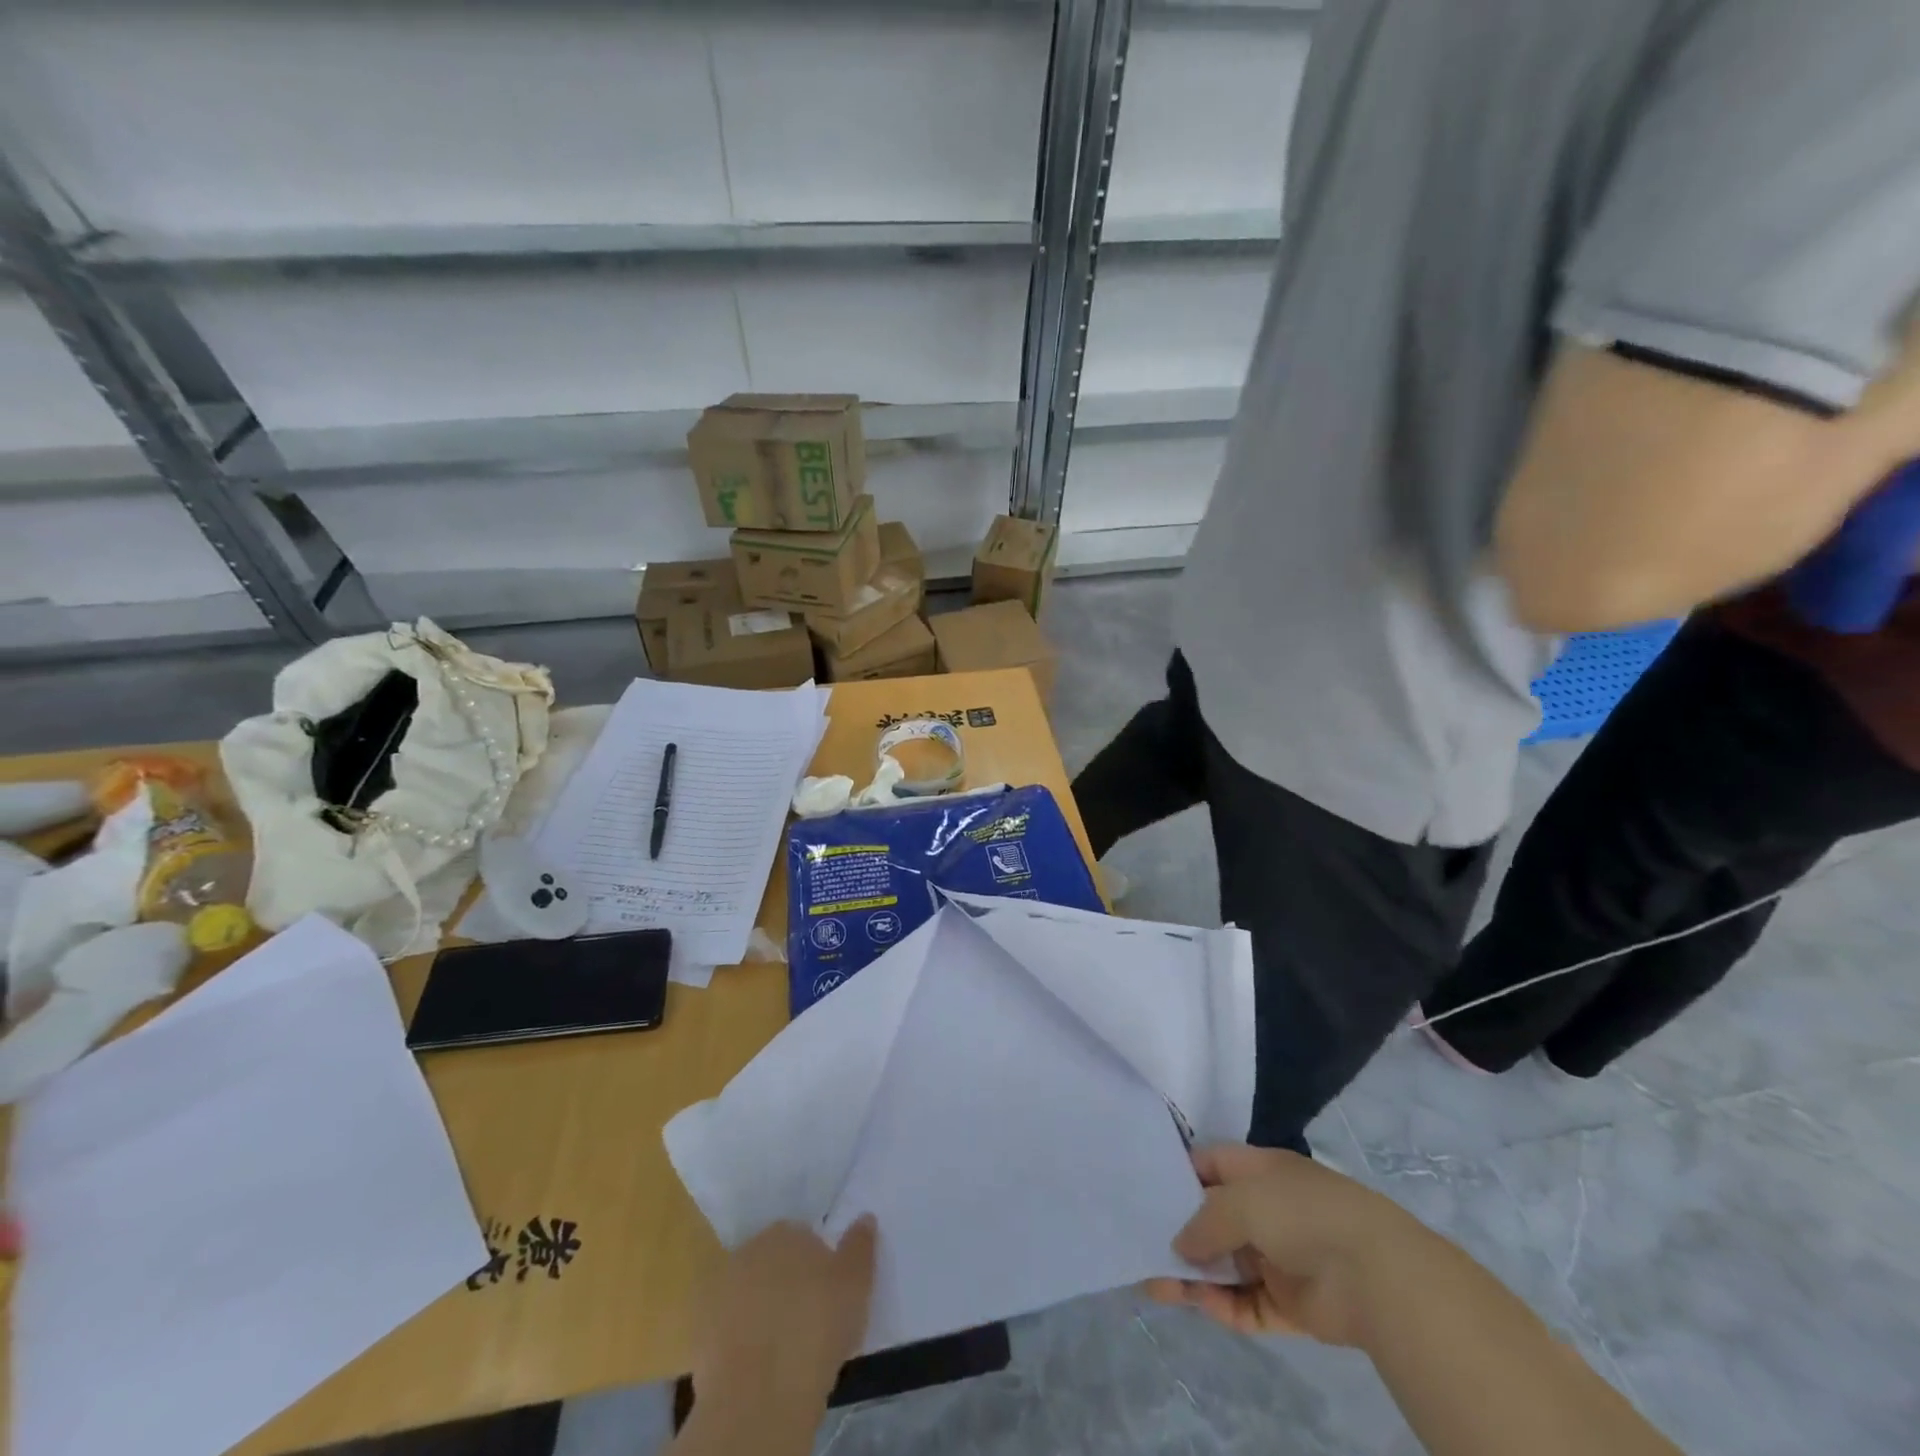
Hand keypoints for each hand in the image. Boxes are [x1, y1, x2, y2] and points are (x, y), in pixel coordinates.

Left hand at [691, 1217, 877, 1410]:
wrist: (760, 1394)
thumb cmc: (817, 1328)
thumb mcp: (856, 1284)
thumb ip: (860, 1246)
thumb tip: (864, 1217)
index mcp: (786, 1232)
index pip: (803, 1237)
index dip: (816, 1265)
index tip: (826, 1293)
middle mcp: (750, 1249)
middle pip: (772, 1261)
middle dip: (785, 1281)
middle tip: (805, 1318)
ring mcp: (719, 1289)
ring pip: (746, 1292)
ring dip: (759, 1308)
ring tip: (779, 1345)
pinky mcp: (699, 1330)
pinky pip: (725, 1326)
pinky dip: (737, 1338)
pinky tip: (754, 1362)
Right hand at [1143, 1144, 1421, 1347]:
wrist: (1374, 1275)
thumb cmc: (1301, 1213)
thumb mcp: (1242, 1199)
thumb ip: (1204, 1219)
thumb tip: (1180, 1245)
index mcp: (1260, 1170)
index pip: (1210, 1165)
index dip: (1179, 1174)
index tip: (1145, 1189)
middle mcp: (1268, 1209)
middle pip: (1213, 1219)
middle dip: (1179, 1232)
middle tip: (1140, 1245)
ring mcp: (1279, 1257)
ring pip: (1225, 1265)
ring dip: (1193, 1275)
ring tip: (1155, 1284)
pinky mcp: (1290, 1303)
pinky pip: (1246, 1303)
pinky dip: (1222, 1305)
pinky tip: (1195, 1304)